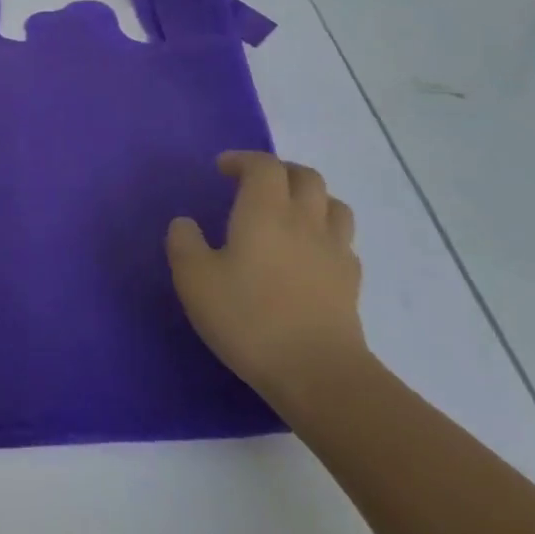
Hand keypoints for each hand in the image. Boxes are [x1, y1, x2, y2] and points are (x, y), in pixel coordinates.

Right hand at [166, 151, 366, 404]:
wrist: (318, 373)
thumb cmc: (249, 318)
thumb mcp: (195, 281)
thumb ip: (184, 244)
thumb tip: (185, 223)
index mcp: (265, 211)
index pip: (263, 165)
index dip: (243, 160)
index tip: (222, 169)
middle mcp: (305, 220)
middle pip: (305, 176)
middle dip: (279, 171)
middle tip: (255, 184)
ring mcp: (334, 250)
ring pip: (333, 204)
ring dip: (310, 198)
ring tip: (288, 212)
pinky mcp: (350, 282)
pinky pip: (342, 242)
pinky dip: (325, 235)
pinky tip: (310, 254)